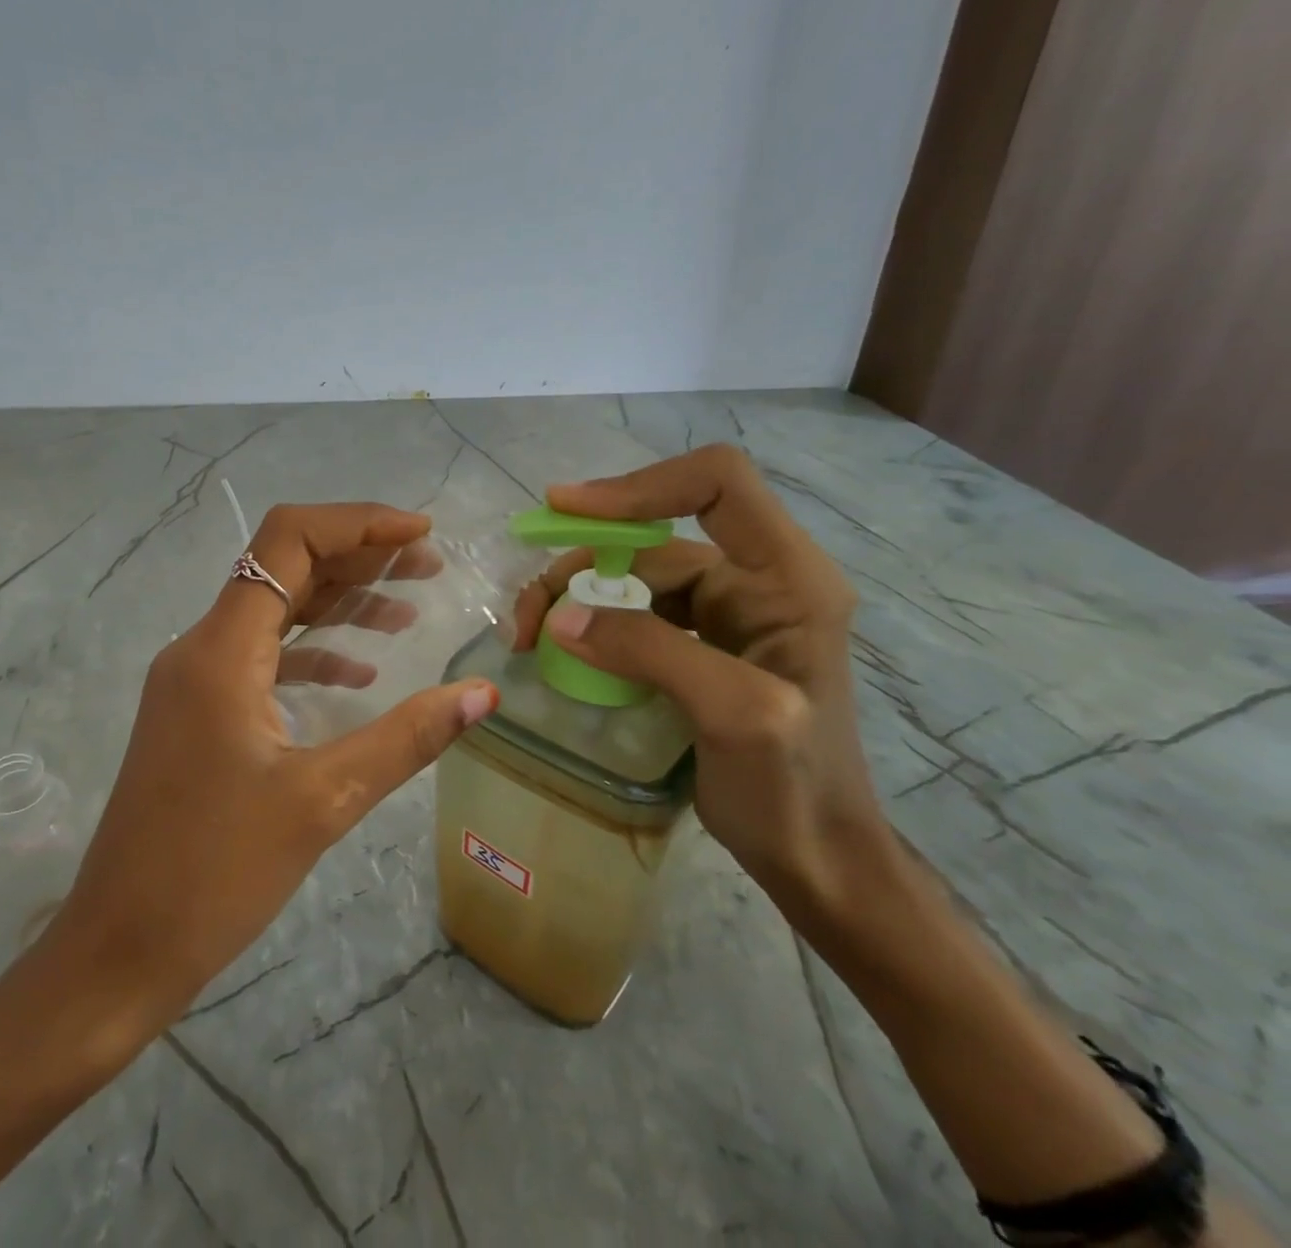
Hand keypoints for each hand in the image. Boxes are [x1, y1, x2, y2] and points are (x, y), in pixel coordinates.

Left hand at [42, 502, 498, 1039]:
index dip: (357, 523)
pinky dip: (314, 653)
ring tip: (410, 611)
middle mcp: (201, 647)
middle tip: (428, 567)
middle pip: (284, 568)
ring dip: (340, 603)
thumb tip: (483, 693)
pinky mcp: (198, 712)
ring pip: (275, 613)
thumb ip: (406, 737)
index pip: (286, 541)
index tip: (419, 534)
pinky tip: (360, 674)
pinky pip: (263, 658)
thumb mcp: (323, 801)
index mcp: (221, 650)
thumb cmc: (214, 875)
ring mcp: (194, 680)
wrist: (119, 948)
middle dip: (359, 558)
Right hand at [511, 445, 881, 909]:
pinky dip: (588, 624)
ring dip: (574, 596)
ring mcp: (724, 612)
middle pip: (651, 539)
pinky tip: (559, 651)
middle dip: (580, 565)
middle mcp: (755, 579)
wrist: (817, 860)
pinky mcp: (696, 643)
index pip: (717, 483)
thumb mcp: (733, 714)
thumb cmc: (795, 791)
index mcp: (786, 577)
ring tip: (529, 639)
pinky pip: (631, 613)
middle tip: (526, 618)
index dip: (640, 486)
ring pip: (631, 576)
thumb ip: (650, 652)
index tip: (567, 510)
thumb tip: (559, 617)